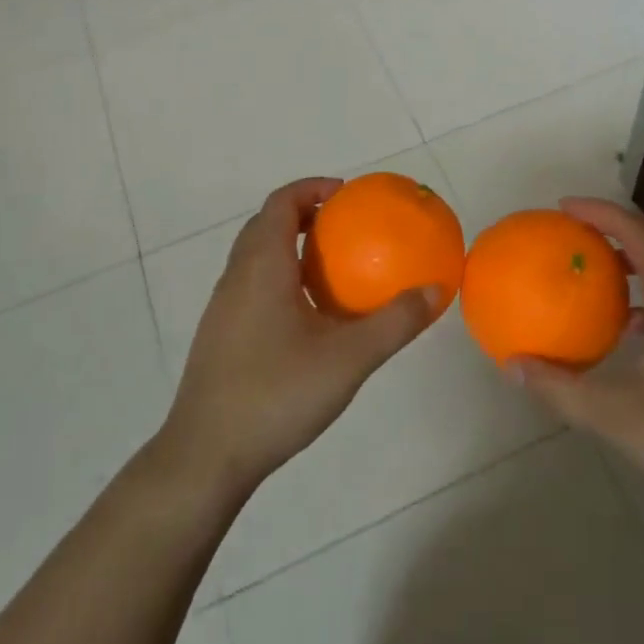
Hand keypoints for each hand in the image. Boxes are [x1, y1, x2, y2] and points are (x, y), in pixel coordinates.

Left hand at [157, 177, 438, 500]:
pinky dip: (280, 276)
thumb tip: (435, 290)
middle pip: (266, 224)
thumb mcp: (348, 358)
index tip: (347, 195)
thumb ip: (394, 322)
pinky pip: (252, 284)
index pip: (281, 203)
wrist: (207, 454)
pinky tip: (308, 316)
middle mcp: (237, 276)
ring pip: (255, 256)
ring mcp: (223, 306)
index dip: (312, 188)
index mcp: (262, 266)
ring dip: (290, 246)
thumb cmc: (277, 394)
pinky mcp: (220, 333)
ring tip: (332, 268)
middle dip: (304, 214)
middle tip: (345, 226)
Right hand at [514, 198, 643, 528]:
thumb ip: (560, 388)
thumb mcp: (616, 417)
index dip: (600, 212)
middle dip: (617, 224)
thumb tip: (513, 364)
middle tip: (575, 232)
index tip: (562, 208)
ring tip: (597, 269)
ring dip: (636, 255)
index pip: (639, 231)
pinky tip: (630, 325)